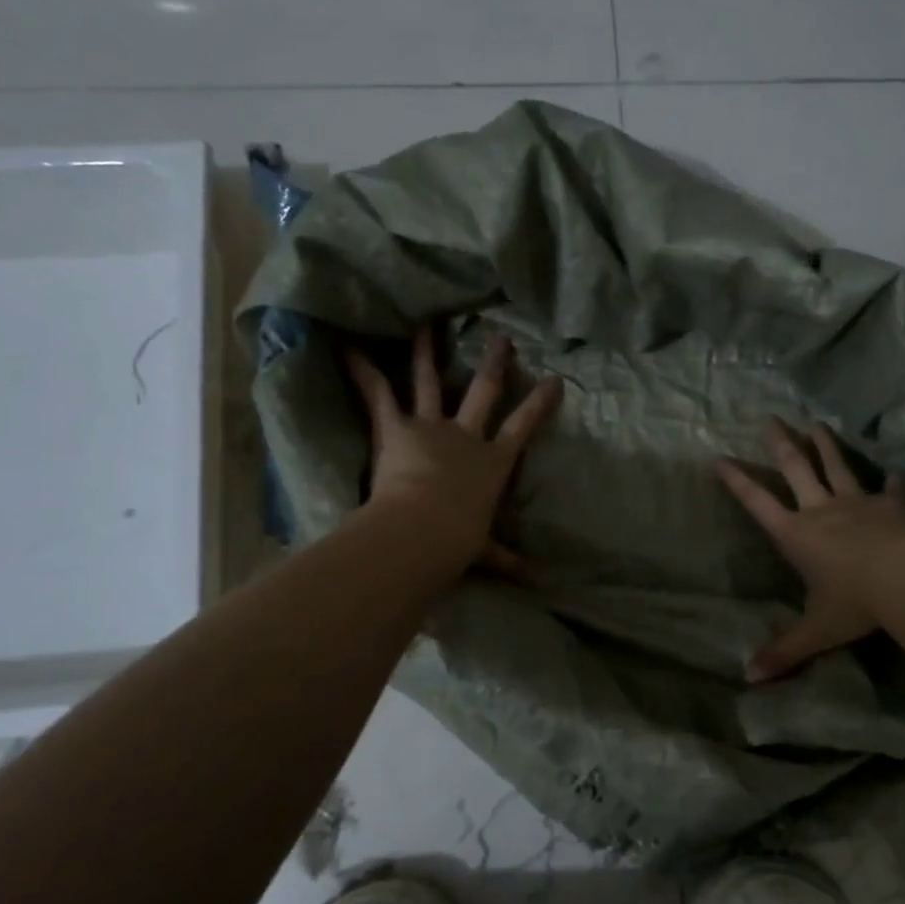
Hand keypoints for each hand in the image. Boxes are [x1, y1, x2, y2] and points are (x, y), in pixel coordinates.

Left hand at [345, 326, 562, 575]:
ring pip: (430, 381)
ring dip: (428, 352)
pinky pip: (379, 395)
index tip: (554, 379)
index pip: (523, 426)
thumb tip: (533, 579)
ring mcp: (431, 427)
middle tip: (502, 339)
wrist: (424, 529)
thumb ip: (506, 559)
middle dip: (495, 364)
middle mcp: (466, 436)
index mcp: (493, 462)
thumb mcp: (485, 550)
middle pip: (484, 392)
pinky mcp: (397, 428)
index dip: (539, 403)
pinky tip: (349, 348)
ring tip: (426, 324)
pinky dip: (364, 372)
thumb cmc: (459, 539)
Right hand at [717, 418, 904, 682]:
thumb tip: (748, 679)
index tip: (719, 458)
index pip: (758, 503)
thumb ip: (784, 652)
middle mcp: (821, 510)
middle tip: (770, 418)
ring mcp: (858, 503)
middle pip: (796, 468)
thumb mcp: (817, 631)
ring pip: (837, 466)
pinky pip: (892, 488)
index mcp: (796, 535)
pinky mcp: (893, 504)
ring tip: (817, 423)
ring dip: (826, 444)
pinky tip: (896, 470)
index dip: (737, 481)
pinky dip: (893, 480)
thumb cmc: (856, 603)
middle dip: (780, 444)